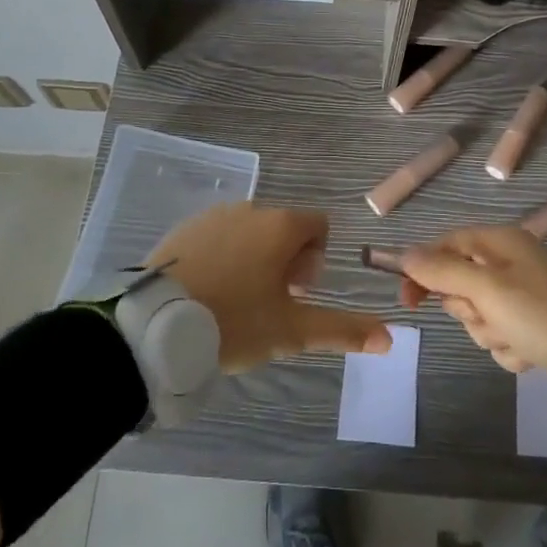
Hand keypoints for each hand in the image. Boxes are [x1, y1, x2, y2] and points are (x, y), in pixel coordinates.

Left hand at [149, 203, 392, 371]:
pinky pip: (218, 236)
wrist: (157, 324)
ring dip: (254, 257)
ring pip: (250, 232)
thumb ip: (342, 330)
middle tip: (267, 303)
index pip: (318, 226)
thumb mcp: (291, 331)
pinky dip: (223, 256)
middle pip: (284, 228)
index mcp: (281, 225)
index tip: (296, 293)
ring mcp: (214, 215)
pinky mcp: (185, 228)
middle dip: (286, 261)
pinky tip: (208, 291)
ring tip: (235, 301)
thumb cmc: (234, 321)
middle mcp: (251, 208)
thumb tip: (390, 338)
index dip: (316, 260)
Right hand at [399, 226, 546, 390]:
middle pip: (460, 285)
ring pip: (479, 316)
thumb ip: (442, 271)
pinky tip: (529, 353)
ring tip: (516, 339)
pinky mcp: (534, 325)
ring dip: (491, 333)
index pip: (446, 246)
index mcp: (499, 243)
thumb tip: (405, 254)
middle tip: (489, 316)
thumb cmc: (540, 313)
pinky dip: (510, 348)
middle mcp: (510, 263)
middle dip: (469, 310)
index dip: (423, 270)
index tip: (408, 300)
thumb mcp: (486, 289)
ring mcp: (523, 295)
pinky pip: (501, 335)